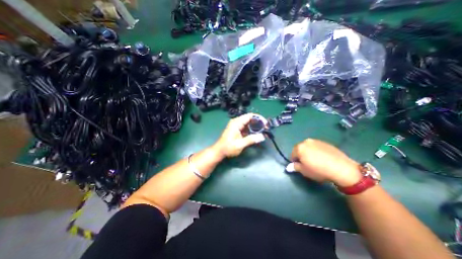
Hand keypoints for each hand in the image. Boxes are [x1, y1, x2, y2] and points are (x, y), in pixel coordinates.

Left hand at [212, 114, 264, 157]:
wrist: (219, 151)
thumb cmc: (228, 147)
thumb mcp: (240, 144)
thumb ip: (251, 140)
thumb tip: (262, 136)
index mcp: (236, 123)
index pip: (250, 116)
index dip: (259, 118)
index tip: (266, 124)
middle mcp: (237, 122)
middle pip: (250, 119)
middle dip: (259, 123)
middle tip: (266, 129)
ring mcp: (237, 126)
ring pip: (249, 123)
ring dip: (256, 127)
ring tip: (264, 132)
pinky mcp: (238, 130)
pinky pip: (247, 127)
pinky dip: (252, 130)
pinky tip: (257, 134)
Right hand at [289, 138, 362, 187]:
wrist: (342, 168)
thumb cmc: (319, 170)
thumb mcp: (304, 171)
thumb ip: (295, 167)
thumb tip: (289, 167)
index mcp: (299, 148)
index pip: (292, 154)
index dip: (295, 161)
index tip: (300, 167)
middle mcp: (306, 142)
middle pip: (300, 149)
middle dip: (301, 155)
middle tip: (307, 164)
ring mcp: (316, 141)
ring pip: (308, 147)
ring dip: (309, 152)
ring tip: (316, 161)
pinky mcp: (325, 142)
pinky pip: (317, 146)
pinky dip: (317, 151)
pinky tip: (323, 158)